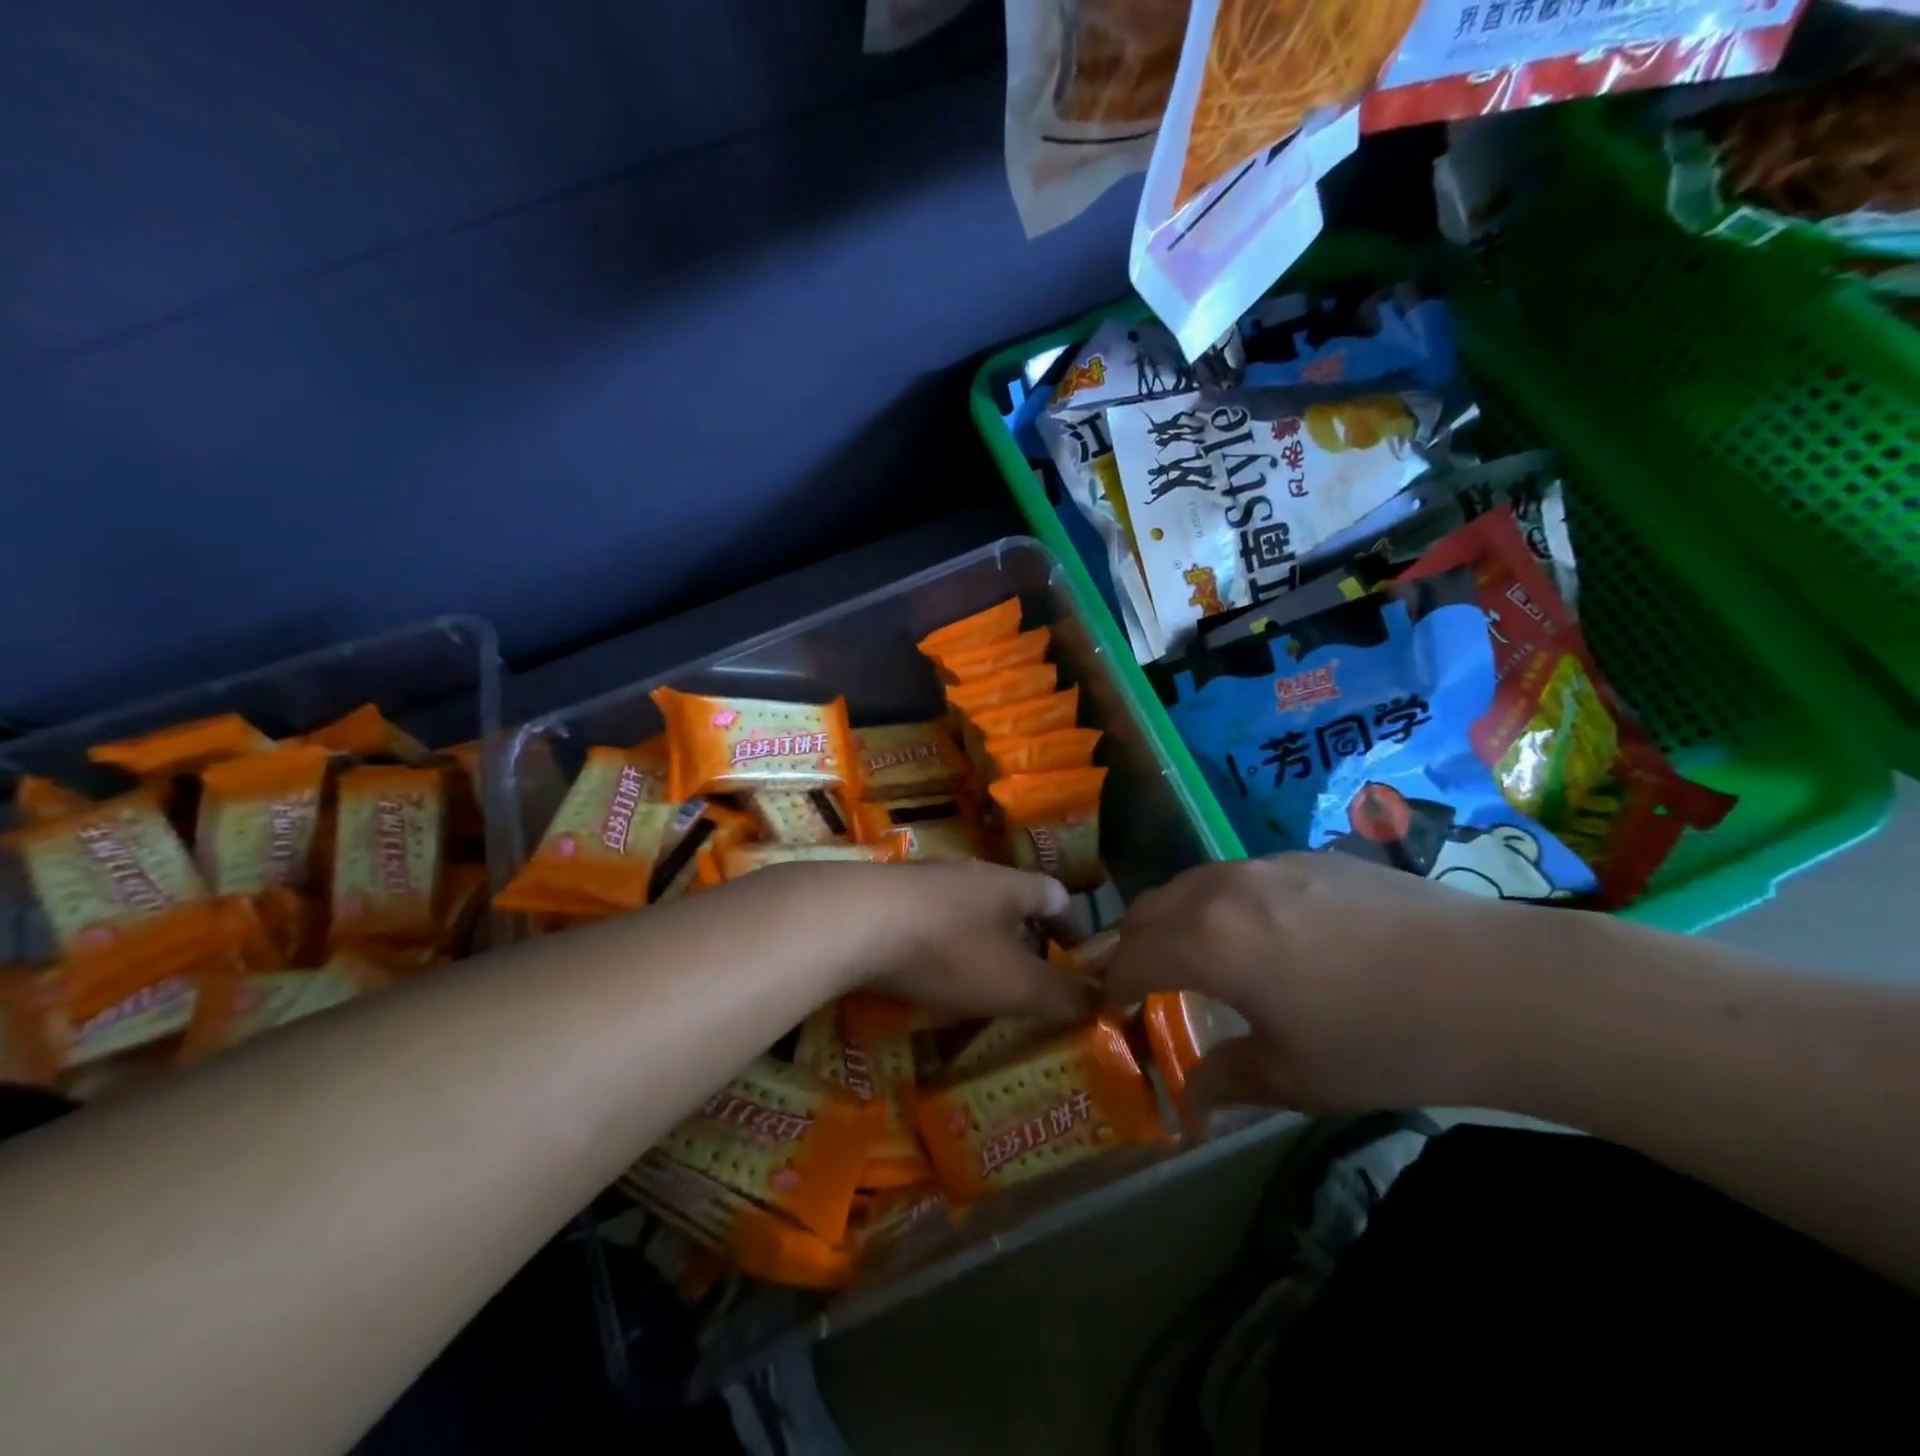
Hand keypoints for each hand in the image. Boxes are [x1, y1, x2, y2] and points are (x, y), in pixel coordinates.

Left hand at [752, 860, 1089, 1022]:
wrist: (852, 920)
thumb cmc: (947, 950)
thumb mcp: (1014, 983)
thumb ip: (1062, 996)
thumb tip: (1104, 1001)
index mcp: (1010, 885)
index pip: (1057, 895)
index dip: (1074, 927)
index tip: (1078, 960)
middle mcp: (972, 873)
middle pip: (1011, 901)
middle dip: (1024, 940)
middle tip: (1028, 981)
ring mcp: (926, 880)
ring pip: (968, 909)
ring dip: (980, 943)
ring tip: (978, 983)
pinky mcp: (889, 895)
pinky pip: (929, 918)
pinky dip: (939, 946)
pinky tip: (925, 975)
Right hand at [1102, 853, 1562, 1113]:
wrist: (1498, 985)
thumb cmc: (1385, 1041)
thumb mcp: (1298, 1077)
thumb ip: (1228, 1079)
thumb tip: (1189, 1098)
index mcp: (1209, 940)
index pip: (1132, 958)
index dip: (1113, 987)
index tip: (1111, 1011)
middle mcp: (1224, 888)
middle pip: (1151, 908)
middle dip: (1134, 946)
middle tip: (1143, 985)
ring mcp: (1267, 864)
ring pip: (1193, 884)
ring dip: (1176, 919)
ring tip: (1198, 957)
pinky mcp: (1308, 856)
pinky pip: (1239, 876)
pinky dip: (1222, 903)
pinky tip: (1265, 935)